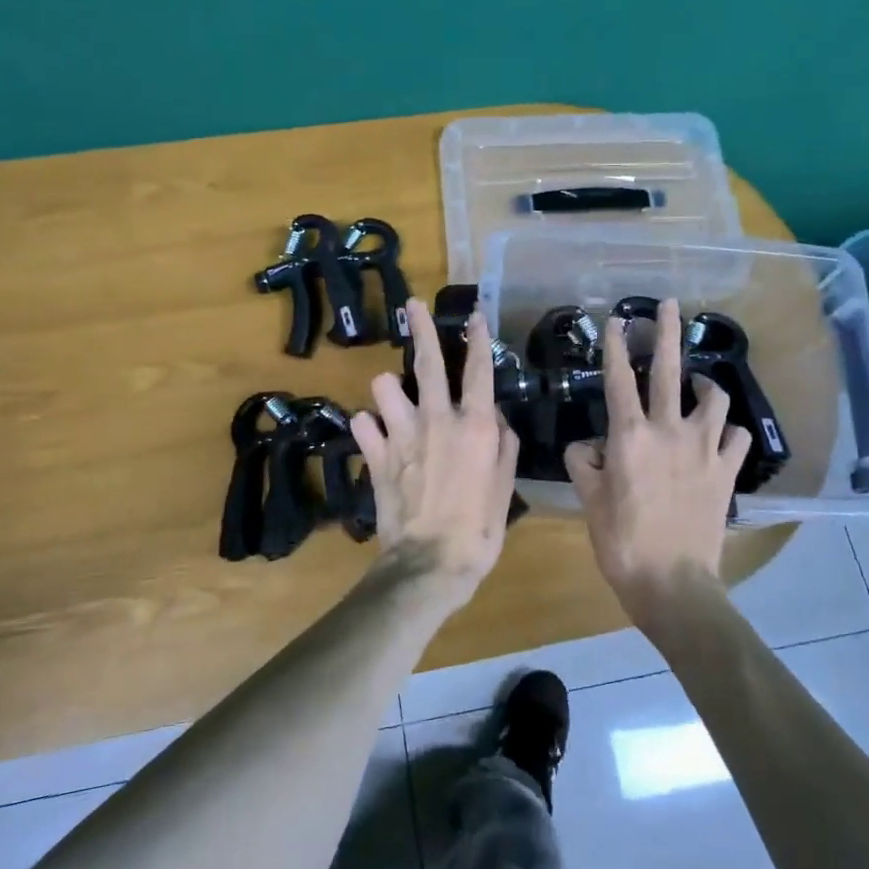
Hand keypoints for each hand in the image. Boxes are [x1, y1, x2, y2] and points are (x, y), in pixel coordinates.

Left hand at [350, 298, 519, 591]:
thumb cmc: (478, 530)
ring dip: (389, 388)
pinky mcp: (375, 455)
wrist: (430, 563)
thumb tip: (494, 418)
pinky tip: (376, 435)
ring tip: (394, 399)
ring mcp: (401, 435)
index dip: (478, 339)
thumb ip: (503, 445)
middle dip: (421, 329)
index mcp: (474, 426)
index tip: (475, 316)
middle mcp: (436, 420)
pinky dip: (369, 426)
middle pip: (427, 363)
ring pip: (384, 386)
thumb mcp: (504, 488)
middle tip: (413, 305)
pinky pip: (363, 424)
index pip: (478, 371)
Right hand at [564, 298, 749, 610]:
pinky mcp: (727, 470)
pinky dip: (727, 430)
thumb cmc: (621, 542)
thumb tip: (586, 445)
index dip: (616, 345)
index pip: (619, 379)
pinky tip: (720, 434)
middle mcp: (669, 431)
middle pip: (670, 370)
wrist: (673, 583)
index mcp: (629, 436)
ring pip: (713, 398)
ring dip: (705, 384)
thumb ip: (582, 463)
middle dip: (667, 332)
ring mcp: (703, 449)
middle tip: (669, 304)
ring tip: (698, 383)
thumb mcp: (589, 501)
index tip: (616, 318)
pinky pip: (735, 436)